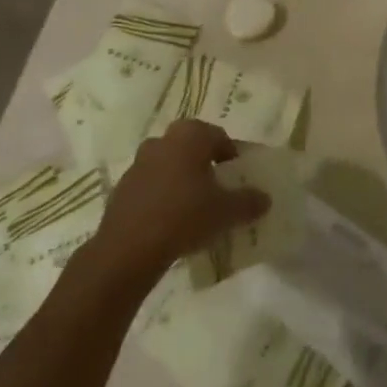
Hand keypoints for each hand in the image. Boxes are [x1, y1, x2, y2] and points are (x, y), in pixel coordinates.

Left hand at [92, 120, 268, 274]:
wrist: (128, 250)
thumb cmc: (185, 216)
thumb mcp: (227, 211)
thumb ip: (249, 201)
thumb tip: (265, 198)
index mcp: (190, 136)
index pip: (218, 136)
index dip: (231, 154)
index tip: (236, 176)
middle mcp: (163, 141)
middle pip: (190, 146)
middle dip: (203, 161)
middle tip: (215, 185)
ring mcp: (138, 163)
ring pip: (168, 163)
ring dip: (180, 177)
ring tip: (192, 204)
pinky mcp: (121, 188)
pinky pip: (150, 184)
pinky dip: (161, 194)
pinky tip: (169, 219)